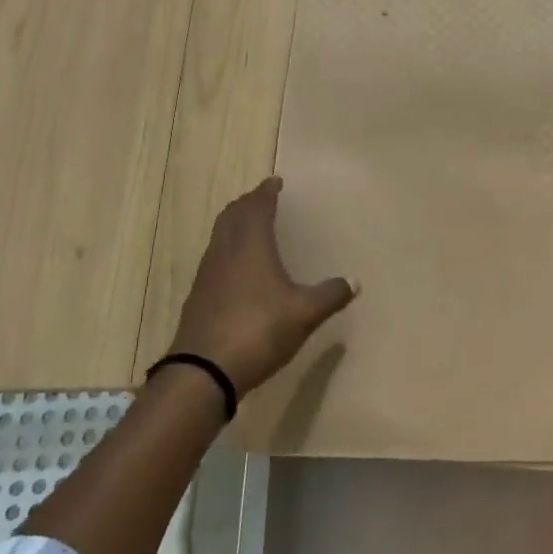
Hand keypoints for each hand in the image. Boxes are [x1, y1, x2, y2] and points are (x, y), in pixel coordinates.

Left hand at [167, 177, 355, 395]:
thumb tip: (354, 281)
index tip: (274, 182)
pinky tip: (238, 269)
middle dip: (246, 204)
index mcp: (251, 246)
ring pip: (219, 237)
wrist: (204, 371)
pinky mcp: (198, 297)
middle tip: (261, 199)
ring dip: (234, 225)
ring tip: (250, 228)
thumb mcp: (305, 313)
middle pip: (232, 217)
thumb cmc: (259, 330)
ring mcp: (207, 275)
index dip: (266, 193)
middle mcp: (225, 252)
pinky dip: (227, 250)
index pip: (256, 208)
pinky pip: (214, 259)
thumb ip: (330, 295)